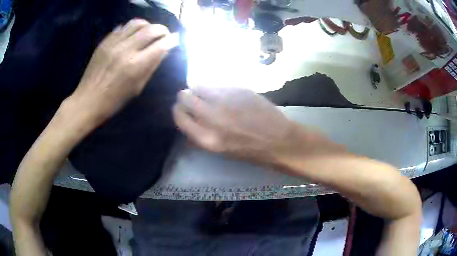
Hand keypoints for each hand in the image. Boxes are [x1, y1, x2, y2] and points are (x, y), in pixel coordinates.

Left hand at [68, 19, 175, 124]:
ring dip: (148, 25)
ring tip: (149, 32)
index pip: (161, 45)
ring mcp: (114, 43)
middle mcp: (126, 50)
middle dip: (163, 30)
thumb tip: (165, 50)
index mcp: (136, 65)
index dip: (172, 40)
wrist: (88, 100)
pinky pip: (123, 27)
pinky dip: (132, 28)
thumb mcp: (137, 87)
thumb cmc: (114, 100)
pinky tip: (133, 35)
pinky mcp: (105, 41)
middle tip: (164, 35)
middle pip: (151, 29)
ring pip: (137, 23)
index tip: (175, 39)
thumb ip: (152, 66)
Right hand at [173, 87, 309, 165]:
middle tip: (194, 99)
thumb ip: (200, 135)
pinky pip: (218, 84)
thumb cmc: (250, 151)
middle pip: (185, 96)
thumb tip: (188, 121)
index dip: (178, 111)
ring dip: (200, 89)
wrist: (279, 140)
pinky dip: (217, 88)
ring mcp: (226, 100)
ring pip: (199, 85)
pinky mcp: (239, 89)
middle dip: (186, 97)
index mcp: (206, 138)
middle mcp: (212, 117)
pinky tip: (226, 94)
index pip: (179, 116)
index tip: (181, 109)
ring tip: (210, 95)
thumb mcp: (220, 151)